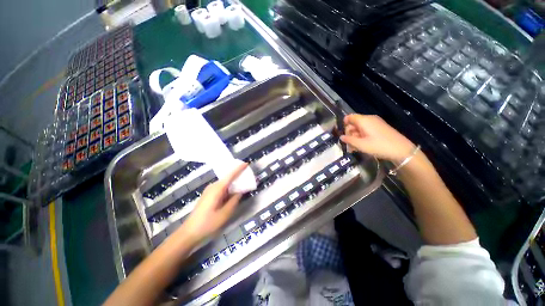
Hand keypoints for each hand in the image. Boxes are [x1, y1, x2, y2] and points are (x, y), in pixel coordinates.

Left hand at [181, 163, 247, 242]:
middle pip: (228, 177)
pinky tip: (234, 192)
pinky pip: (221, 187)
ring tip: (243, 183)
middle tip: (248, 176)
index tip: (246, 163)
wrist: (189, 232)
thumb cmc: (208, 223)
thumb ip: (235, 200)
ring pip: (225, 183)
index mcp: (217, 189)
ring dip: (234, 182)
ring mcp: (209, 190)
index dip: (239, 169)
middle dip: (238, 175)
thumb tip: (241, 191)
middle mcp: (213, 186)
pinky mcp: (208, 195)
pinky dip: (229, 188)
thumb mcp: (225, 213)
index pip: (230, 175)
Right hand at [340, 114, 415, 163]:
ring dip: (355, 137)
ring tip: (355, 148)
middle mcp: (369, 119)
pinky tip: (362, 146)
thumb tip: (341, 137)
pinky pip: (366, 130)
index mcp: (364, 120)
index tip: (343, 134)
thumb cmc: (379, 146)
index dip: (344, 124)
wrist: (402, 150)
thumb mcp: (361, 145)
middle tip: (349, 144)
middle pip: (354, 123)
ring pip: (360, 128)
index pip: (349, 117)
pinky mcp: (380, 128)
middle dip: (349, 133)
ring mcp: (375, 123)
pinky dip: (362, 137)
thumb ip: (349, 140)